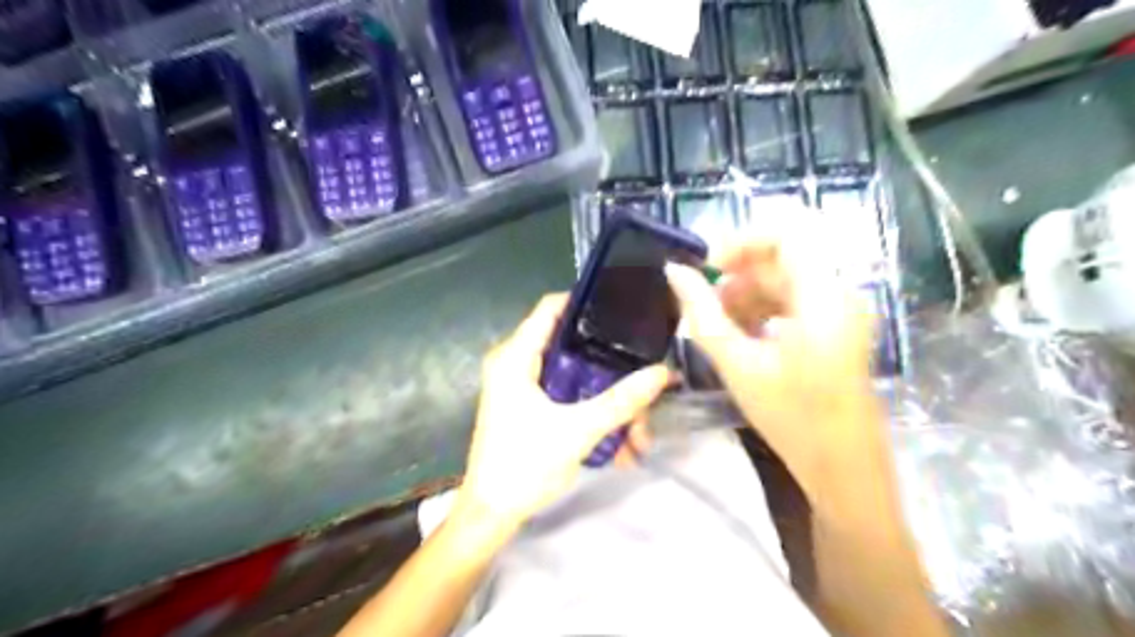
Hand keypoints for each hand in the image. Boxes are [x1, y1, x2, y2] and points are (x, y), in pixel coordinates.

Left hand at [456, 295, 671, 534]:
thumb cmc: (524, 466)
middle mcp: (515, 363)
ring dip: (606, 398)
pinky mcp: (528, 405)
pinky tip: (620, 439)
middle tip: (643, 379)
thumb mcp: (577, 431)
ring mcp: (522, 385)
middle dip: (609, 366)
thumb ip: (620, 401)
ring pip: (574, 375)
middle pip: (571, 345)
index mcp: (515, 357)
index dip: (587, 302)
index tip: (625, 309)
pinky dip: (592, 410)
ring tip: (637, 430)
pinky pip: (567, 395)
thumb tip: (662, 372)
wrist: (491, 514)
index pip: (552, 307)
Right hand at [661, 237, 881, 499]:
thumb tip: (674, 271)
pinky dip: (762, 309)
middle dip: (738, 274)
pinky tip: (739, 336)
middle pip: (783, 257)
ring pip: (786, 280)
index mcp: (823, 295)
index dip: (741, 241)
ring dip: (746, 293)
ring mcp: (839, 312)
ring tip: (717, 325)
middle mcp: (838, 293)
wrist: (843, 466)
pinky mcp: (834, 329)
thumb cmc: (792, 417)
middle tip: (703, 303)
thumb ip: (702, 313)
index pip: (786, 233)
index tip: (708, 267)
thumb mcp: (738, 363)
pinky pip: (794, 301)